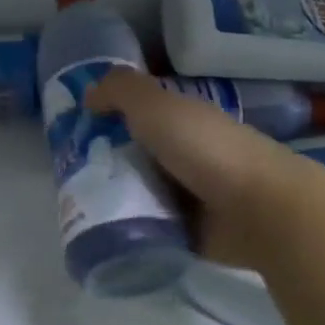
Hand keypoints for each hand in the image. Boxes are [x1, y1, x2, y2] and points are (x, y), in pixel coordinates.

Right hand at [85, 68, 295, 266]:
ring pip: (136, 193)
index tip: (70, 136)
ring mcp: (186, 195)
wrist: (259, 210)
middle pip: (130, 157)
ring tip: (76, 208)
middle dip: (100, 165)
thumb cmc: (206, 149)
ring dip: (112, 199)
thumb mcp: (157, 106)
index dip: (102, 122)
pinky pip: (148, 227)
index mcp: (179, 121)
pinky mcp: (187, 231)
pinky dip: (129, 229)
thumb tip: (87, 95)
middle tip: (65, 177)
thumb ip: (120, 91)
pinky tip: (102, 232)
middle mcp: (182, 155)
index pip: (134, 117)